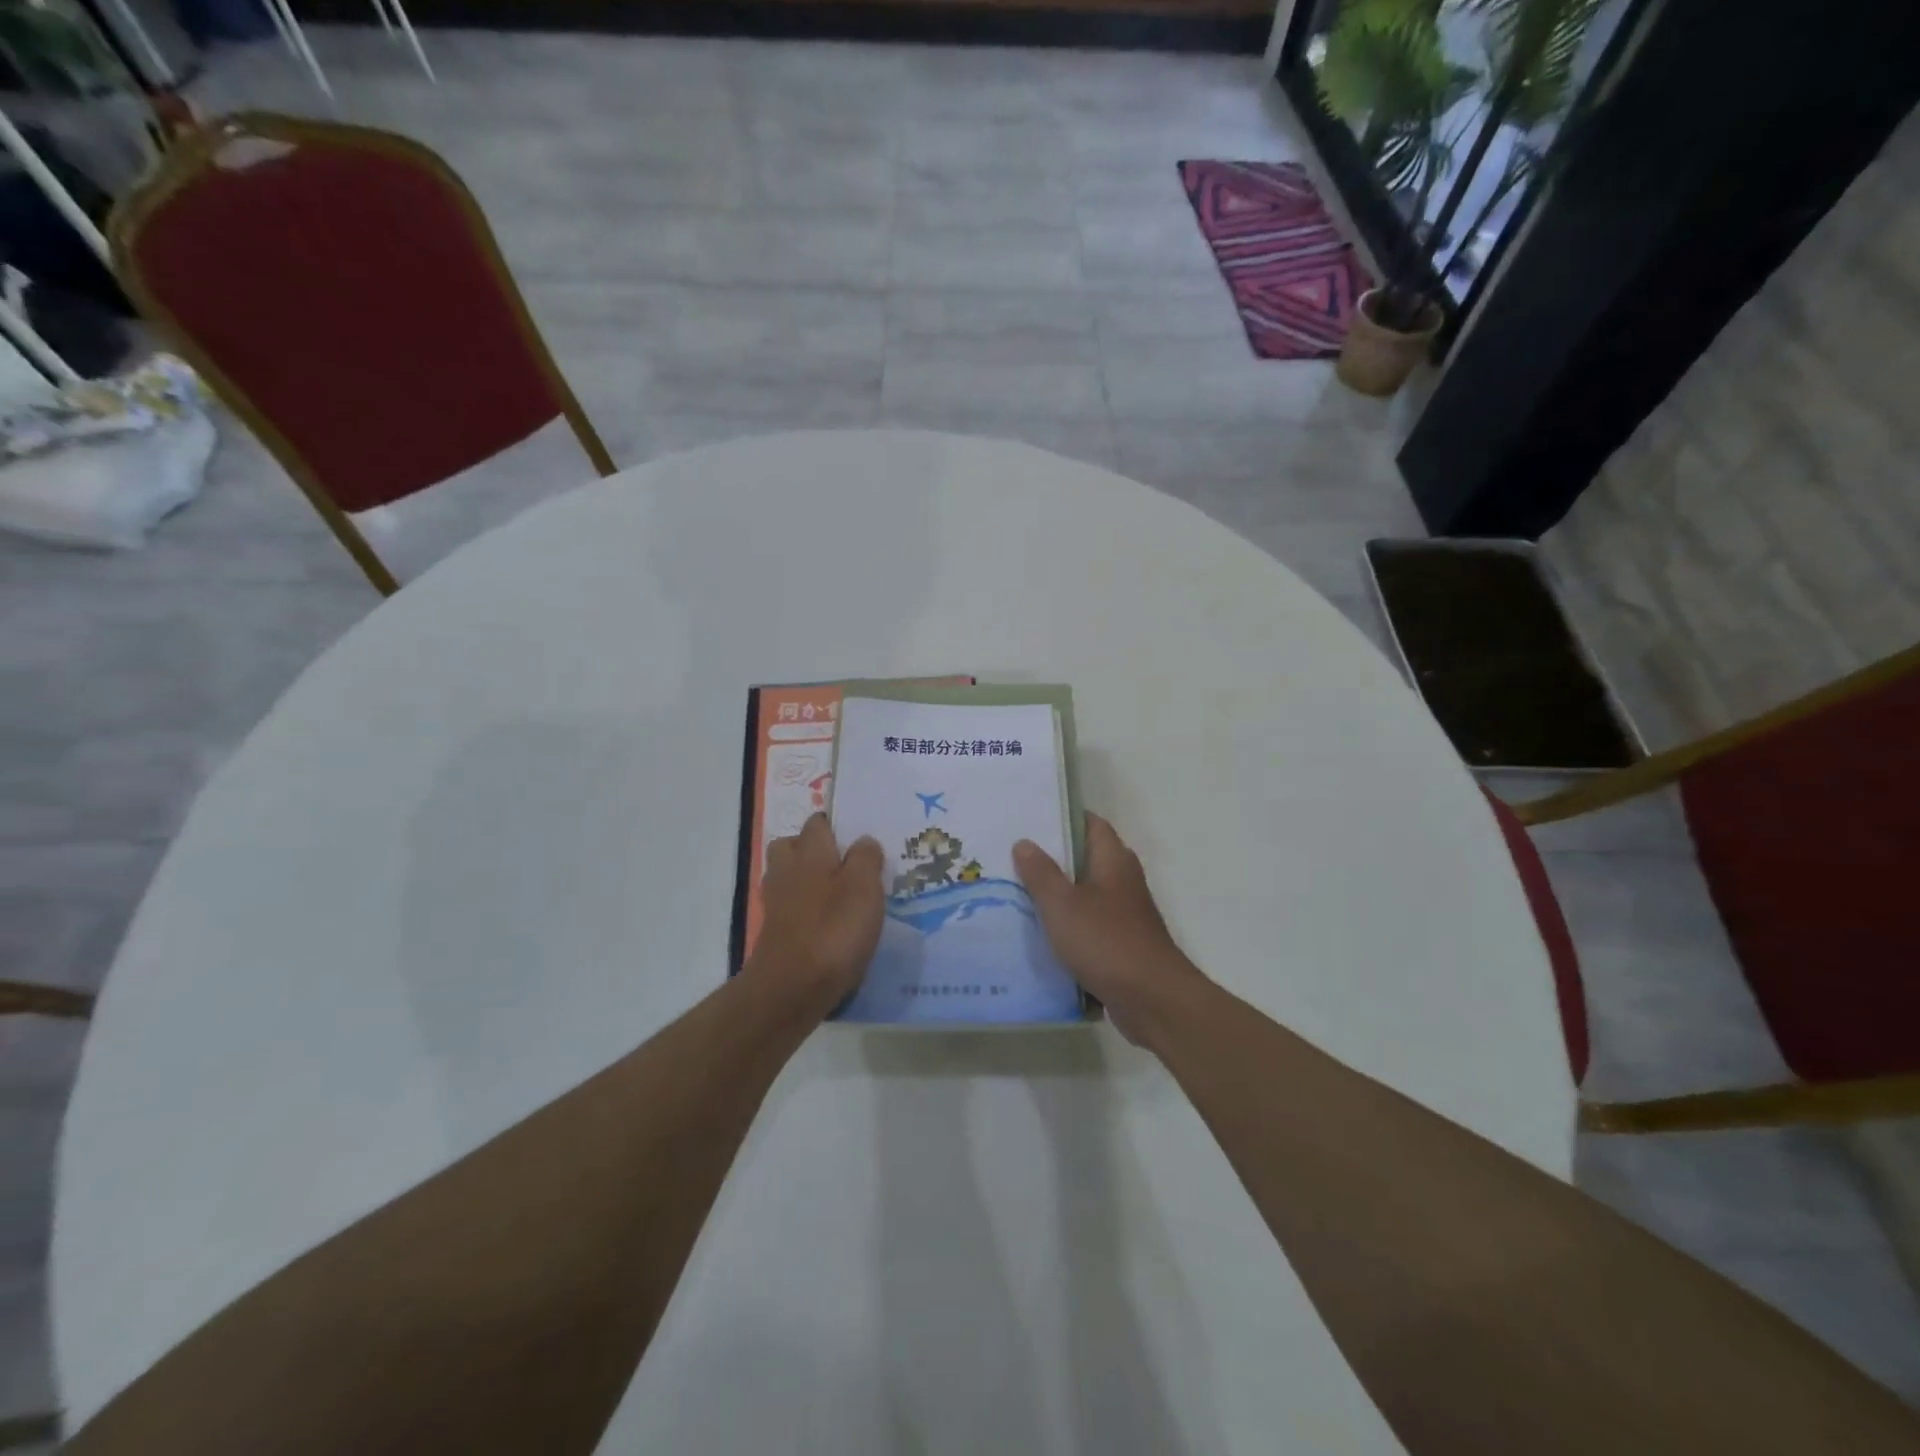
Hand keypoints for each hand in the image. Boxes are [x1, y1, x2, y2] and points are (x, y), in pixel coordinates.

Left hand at [746, 813, 885, 1018]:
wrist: (791, 988)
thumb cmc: (833, 929)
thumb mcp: (864, 887)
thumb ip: (866, 858)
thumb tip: (863, 842)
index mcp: (809, 852)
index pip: (817, 823)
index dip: (836, 826)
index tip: (857, 838)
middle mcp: (787, 871)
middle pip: (792, 847)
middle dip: (813, 850)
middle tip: (845, 865)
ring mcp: (777, 904)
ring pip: (790, 879)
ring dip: (809, 882)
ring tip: (841, 896)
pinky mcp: (776, 934)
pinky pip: (792, 910)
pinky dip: (807, 912)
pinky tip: (830, 926)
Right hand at [1014, 814, 1208, 1046]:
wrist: (1152, 999)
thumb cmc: (1106, 942)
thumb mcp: (1063, 904)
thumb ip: (1041, 873)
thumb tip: (1025, 842)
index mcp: (1114, 861)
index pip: (1092, 824)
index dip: (1064, 818)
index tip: (1031, 818)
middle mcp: (1123, 881)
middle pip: (1088, 858)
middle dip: (1055, 857)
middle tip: (1015, 856)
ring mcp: (1125, 914)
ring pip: (1087, 894)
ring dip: (1060, 893)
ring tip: (1018, 891)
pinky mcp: (1122, 944)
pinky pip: (1090, 925)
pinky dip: (1069, 925)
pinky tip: (1040, 932)